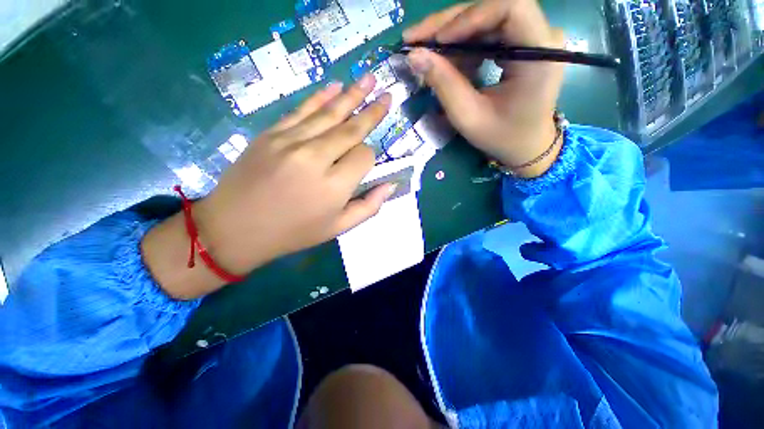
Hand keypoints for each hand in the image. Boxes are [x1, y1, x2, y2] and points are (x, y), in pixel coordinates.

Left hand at [195, 76, 394, 274]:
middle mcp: (315, 158)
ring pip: (329, 113)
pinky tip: (334, 86)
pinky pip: (301, 110)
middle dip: (372, 111)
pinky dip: (319, 97)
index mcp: (334, 186)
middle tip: (387, 93)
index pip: (364, 156)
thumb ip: (368, 207)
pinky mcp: (271, 134)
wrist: (235, 228)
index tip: (366, 162)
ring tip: (368, 79)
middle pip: (351, 128)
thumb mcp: (337, 228)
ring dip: (351, 95)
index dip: (370, 156)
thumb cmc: (293, 232)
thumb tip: (390, 185)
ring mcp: (291, 141)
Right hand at [403, 0, 565, 177]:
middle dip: (450, 24)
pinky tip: (446, 61)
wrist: (526, 146)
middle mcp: (542, 36)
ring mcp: (533, 37)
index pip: (509, 8)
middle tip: (415, 39)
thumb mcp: (469, 117)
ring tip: (425, 52)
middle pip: (493, 9)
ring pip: (486, 19)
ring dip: (452, 35)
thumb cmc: (502, 138)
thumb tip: (414, 55)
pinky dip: (462, 45)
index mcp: (541, 54)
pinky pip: (487, 33)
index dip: (469, 17)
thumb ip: (444, 85)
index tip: (437, 41)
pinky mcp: (522, 44)